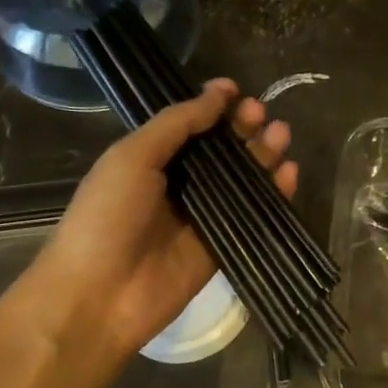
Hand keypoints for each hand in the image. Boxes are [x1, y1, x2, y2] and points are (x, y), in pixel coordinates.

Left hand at [11, 79, 296, 363]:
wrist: (98, 296)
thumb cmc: (106, 217)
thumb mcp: (133, 156)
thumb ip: (177, 124)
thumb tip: (219, 93)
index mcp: (151, 159)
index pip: (192, 126)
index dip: (215, 108)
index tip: (239, 91)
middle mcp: (180, 184)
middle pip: (222, 151)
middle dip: (244, 129)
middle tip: (262, 114)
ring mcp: (203, 216)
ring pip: (243, 180)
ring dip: (263, 155)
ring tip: (281, 136)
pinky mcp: (224, 246)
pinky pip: (255, 215)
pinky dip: (275, 194)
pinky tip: (289, 174)